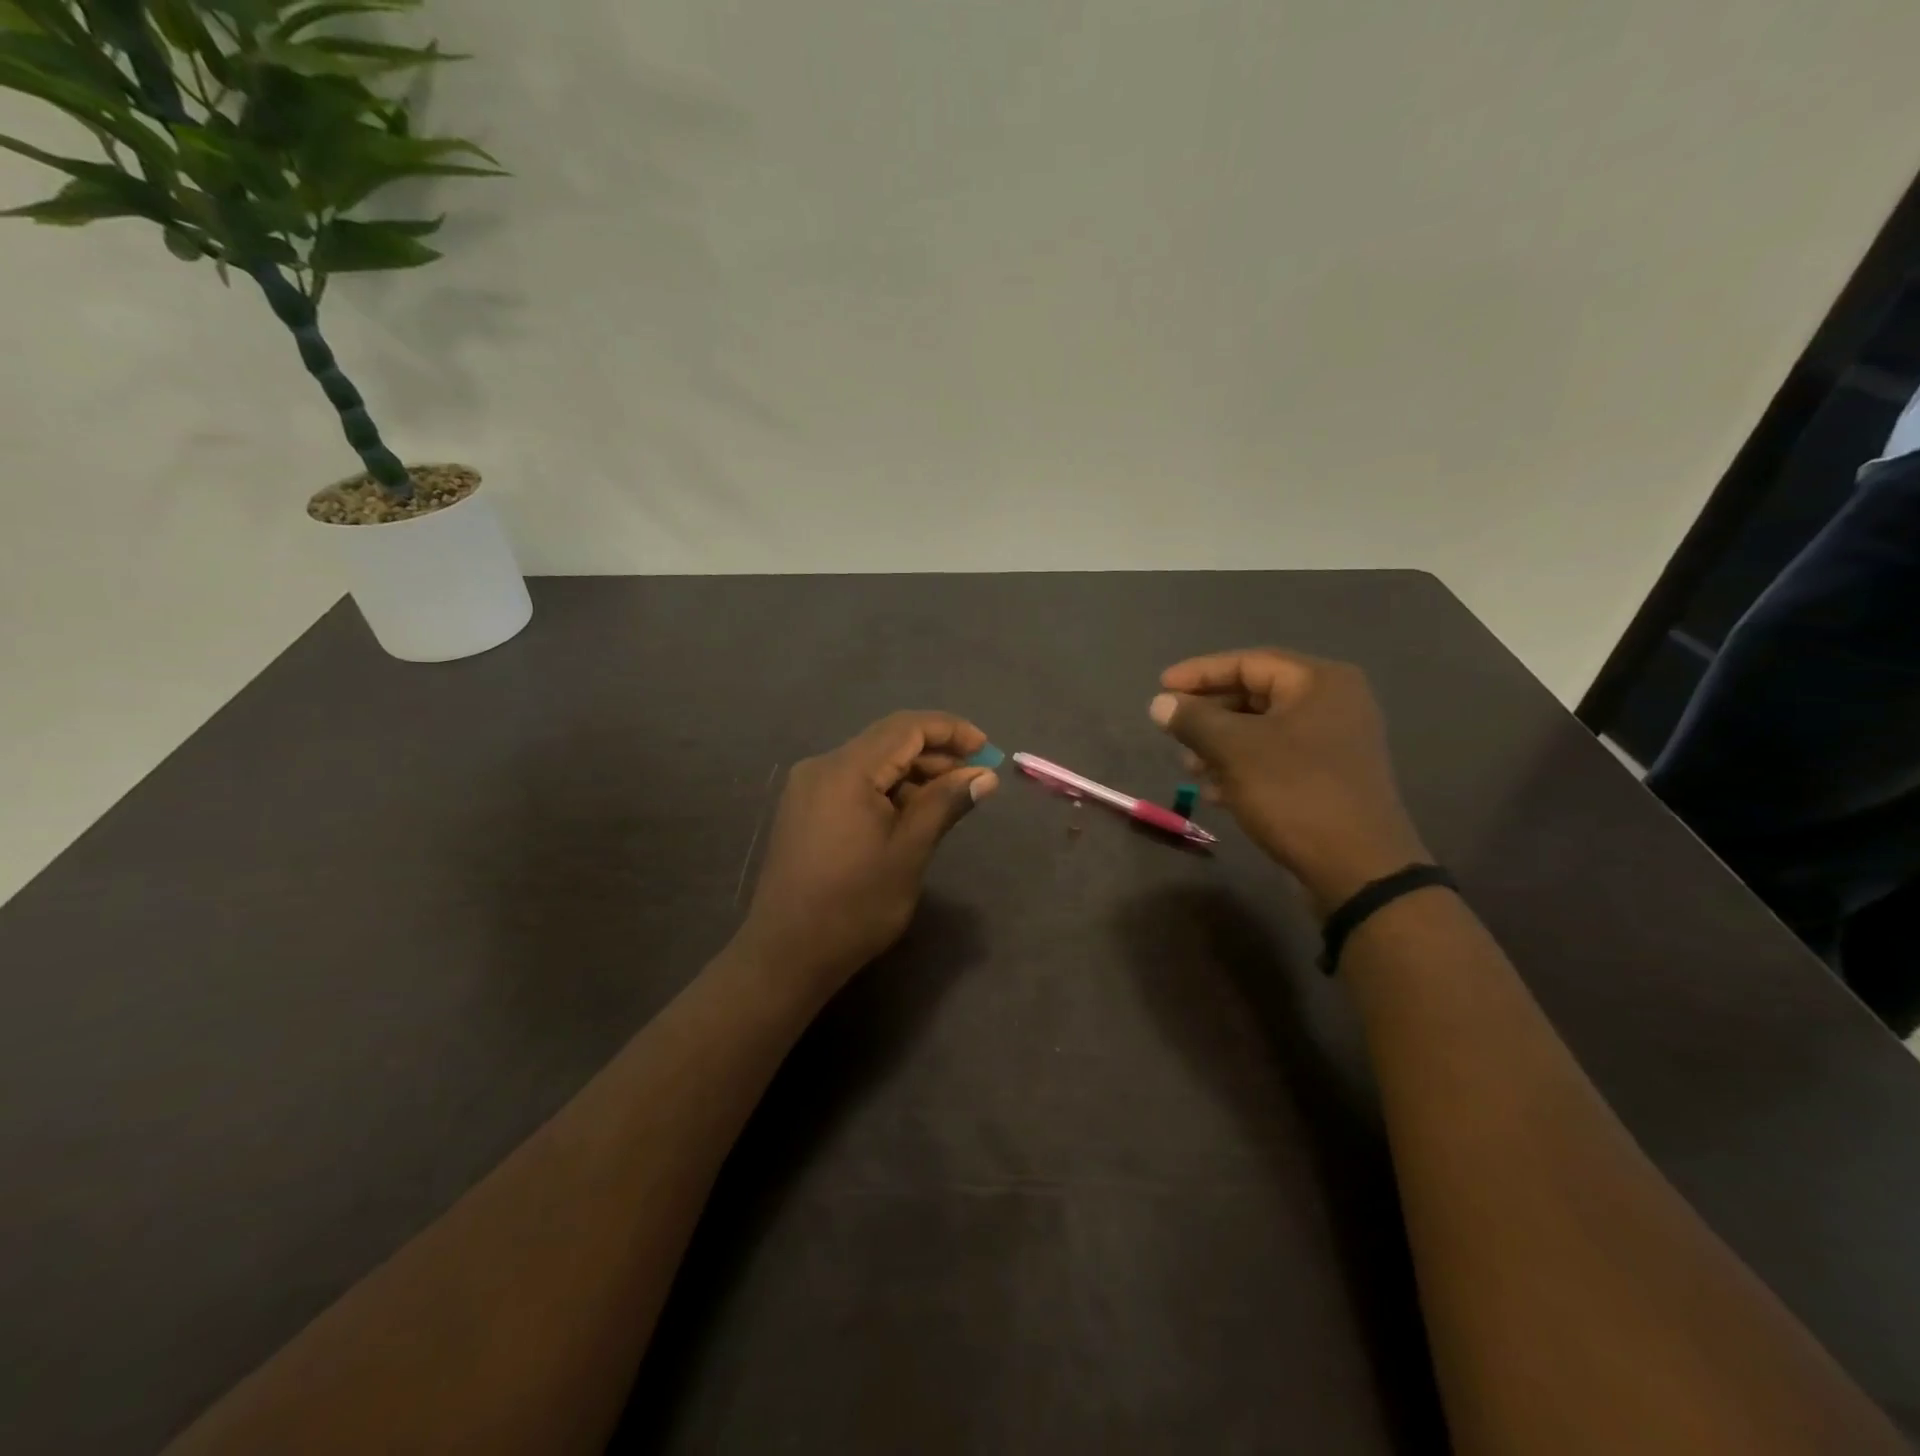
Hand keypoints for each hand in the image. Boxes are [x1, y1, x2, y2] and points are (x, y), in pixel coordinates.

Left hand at [737, 711, 998, 995]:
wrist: (786, 954)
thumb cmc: (855, 905)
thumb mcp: (909, 852)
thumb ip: (945, 803)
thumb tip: (985, 775)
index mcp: (846, 770)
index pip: (906, 727)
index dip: (951, 731)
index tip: (987, 750)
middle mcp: (822, 767)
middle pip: (887, 741)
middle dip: (935, 753)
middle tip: (975, 778)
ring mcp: (808, 789)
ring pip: (871, 762)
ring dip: (913, 773)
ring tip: (951, 797)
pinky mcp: (805, 810)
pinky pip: (854, 783)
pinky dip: (888, 790)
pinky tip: (912, 813)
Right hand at [1150, 649, 1428, 915]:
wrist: (1358, 868)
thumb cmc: (1295, 793)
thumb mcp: (1235, 750)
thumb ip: (1193, 720)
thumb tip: (1160, 704)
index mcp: (1319, 683)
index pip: (1248, 662)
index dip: (1199, 673)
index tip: (1161, 688)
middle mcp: (1333, 703)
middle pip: (1255, 695)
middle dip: (1208, 714)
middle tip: (1171, 730)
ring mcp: (1334, 742)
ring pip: (1262, 731)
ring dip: (1220, 744)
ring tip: (1188, 766)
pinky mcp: (1329, 777)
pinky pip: (1276, 758)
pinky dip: (1242, 767)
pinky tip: (1214, 792)